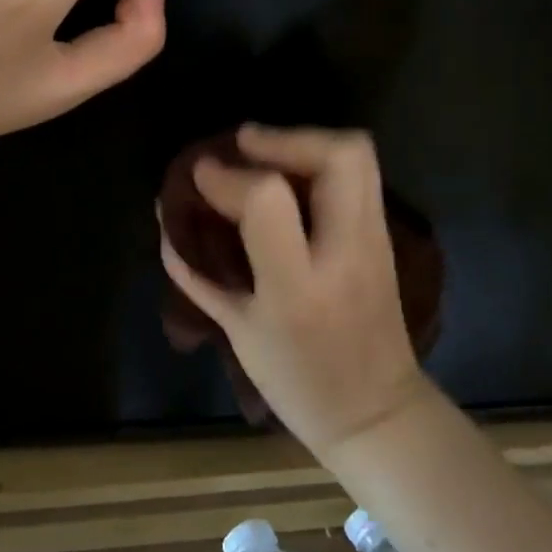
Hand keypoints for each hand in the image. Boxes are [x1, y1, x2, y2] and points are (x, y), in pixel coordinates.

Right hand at [159, 124, 434, 453]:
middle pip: (340, 156)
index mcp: (298, 287)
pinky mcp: (385, 238)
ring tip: (264, 151)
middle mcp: (345, 253)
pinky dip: (321, 160)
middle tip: (244, 144)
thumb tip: (165, 220)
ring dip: (306, 142)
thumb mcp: (238, 334)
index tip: (200, 173)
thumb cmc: (297, 383)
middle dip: (286, 136)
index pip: (268, 200)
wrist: (376, 414)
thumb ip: (199, 276)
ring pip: (359, 155)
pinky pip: (361, 176)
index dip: (227, 177)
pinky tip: (290, 169)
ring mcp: (375, 242)